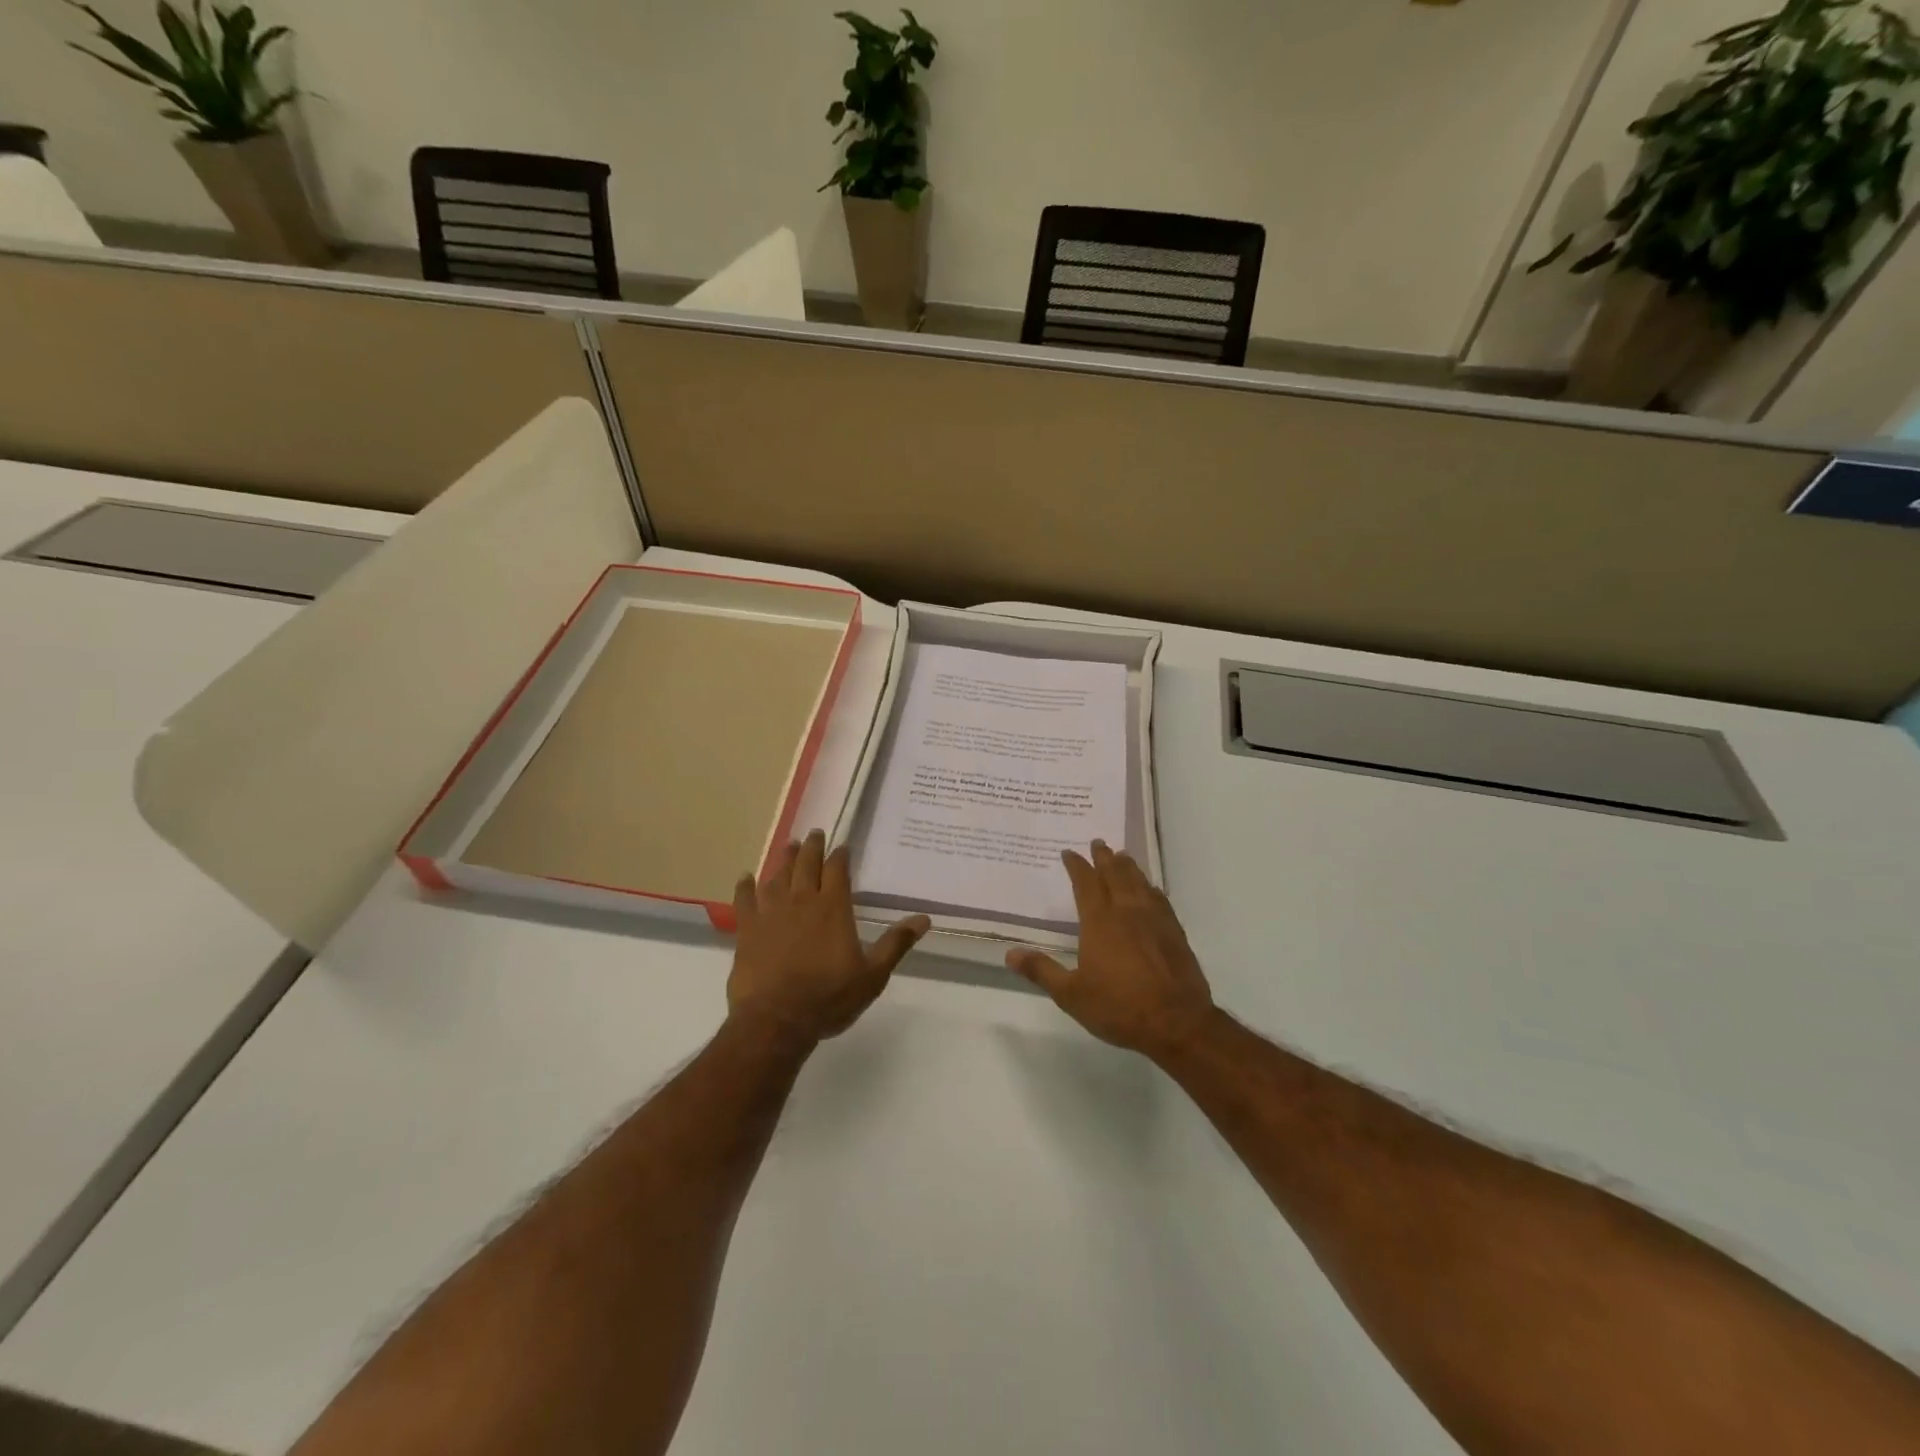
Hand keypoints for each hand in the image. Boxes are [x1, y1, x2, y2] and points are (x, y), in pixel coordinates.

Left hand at [728, 830, 929, 1044]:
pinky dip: (745, 886)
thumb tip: (924, 919)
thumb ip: (896, 944)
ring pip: (778, 875)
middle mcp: (802, 901)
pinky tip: (745, 878)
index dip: (840, 855)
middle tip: (815, 834)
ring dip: (784, 859)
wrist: (776, 1021)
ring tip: (789, 847)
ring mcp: (771, 912)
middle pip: (806, 864)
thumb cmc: (828, 998)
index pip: (837, 870)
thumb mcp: (872, 975)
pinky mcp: (747, 929)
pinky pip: (744, 899)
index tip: (843, 847)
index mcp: (833, 908)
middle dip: (812, 847)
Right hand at [1006, 840, 1215, 1061]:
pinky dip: (1151, 888)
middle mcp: (1127, 911)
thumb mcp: (1070, 994)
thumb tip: (1010, 954)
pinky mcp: (1175, 932)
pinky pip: (1160, 900)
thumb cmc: (1118, 1007)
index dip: (1077, 866)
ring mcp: (1154, 919)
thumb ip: (1041, 971)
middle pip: (1115, 875)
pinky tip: (1151, 889)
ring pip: (1139, 882)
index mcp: (1099, 921)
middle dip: (1104, 857)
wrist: (1176, 1022)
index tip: (1069, 852)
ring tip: (1122, 856)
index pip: (1086, 883)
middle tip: (1098, 842)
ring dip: (1128, 867)